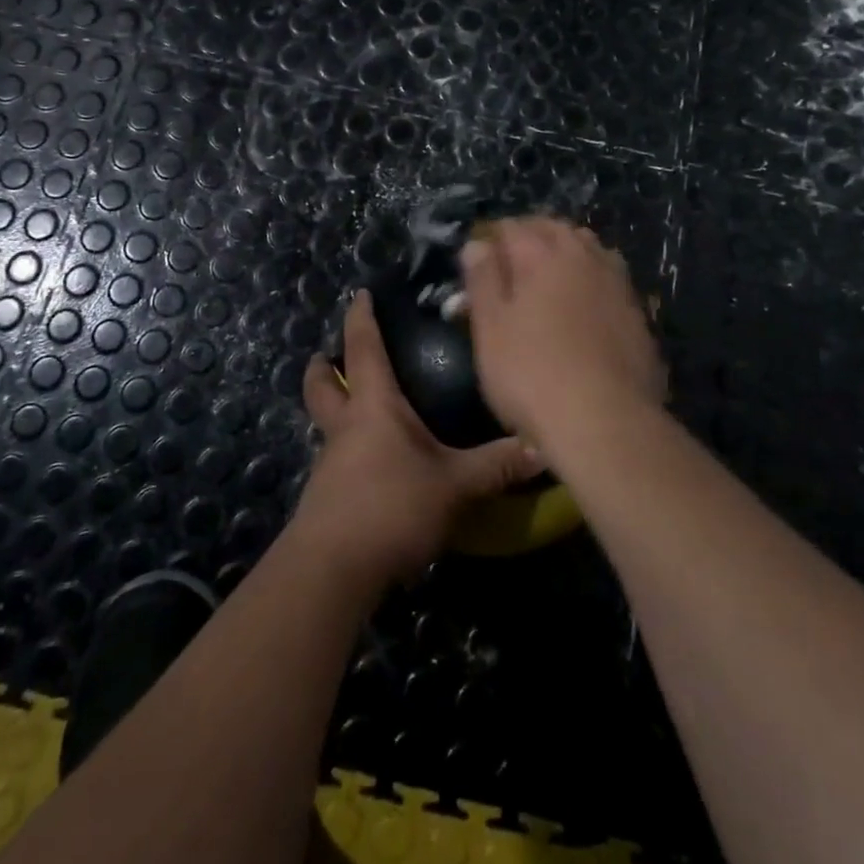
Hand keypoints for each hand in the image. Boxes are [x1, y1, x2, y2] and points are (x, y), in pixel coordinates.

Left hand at [294, 290, 544, 590]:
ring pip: (328, 424)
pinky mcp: (327, 498)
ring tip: (365, 412)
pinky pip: (337, 461)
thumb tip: (541, 446)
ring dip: (337, 410)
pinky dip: (350, 452)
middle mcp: (346, 428)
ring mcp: (331, 464)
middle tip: (327, 355)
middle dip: (323, 367)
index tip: (359, 295)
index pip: (364, 349)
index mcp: (374, 407)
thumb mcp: (455, 485)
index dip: (361, 319)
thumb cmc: (393, 506)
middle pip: (322, 387)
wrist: (334, 569)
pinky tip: (376, 467)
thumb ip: (497, 465)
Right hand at [460, 217, 665, 450]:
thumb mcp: (490, 329)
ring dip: (567, 252)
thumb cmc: (532, 374)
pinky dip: (592, 279)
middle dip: (531, 236)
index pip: (513, 226)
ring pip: (589, 249)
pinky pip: (609, 279)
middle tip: (511, 262)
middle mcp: (585, 257)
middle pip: (555, 229)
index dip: (492, 238)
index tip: (479, 258)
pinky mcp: (638, 313)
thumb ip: (483, 279)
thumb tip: (478, 243)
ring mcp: (617, 283)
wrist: (606, 422)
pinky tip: (584, 305)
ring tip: (548, 277)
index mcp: (543, 254)